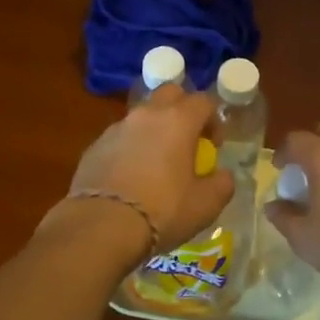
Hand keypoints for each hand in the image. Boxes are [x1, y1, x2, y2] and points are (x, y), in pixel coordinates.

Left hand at [41, 84, 232, 269]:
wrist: (101, 225)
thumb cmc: (162, 210)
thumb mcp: (206, 205)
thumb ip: (222, 184)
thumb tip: (223, 175)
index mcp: (178, 120)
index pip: (204, 101)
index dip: (214, 120)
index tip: (214, 146)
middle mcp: (147, 114)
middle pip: (170, 93)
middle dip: (182, 109)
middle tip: (186, 140)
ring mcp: (118, 127)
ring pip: (142, 115)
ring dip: (154, 129)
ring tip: (156, 163)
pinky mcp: (95, 145)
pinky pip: (120, 137)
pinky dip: (130, 148)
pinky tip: (130, 177)